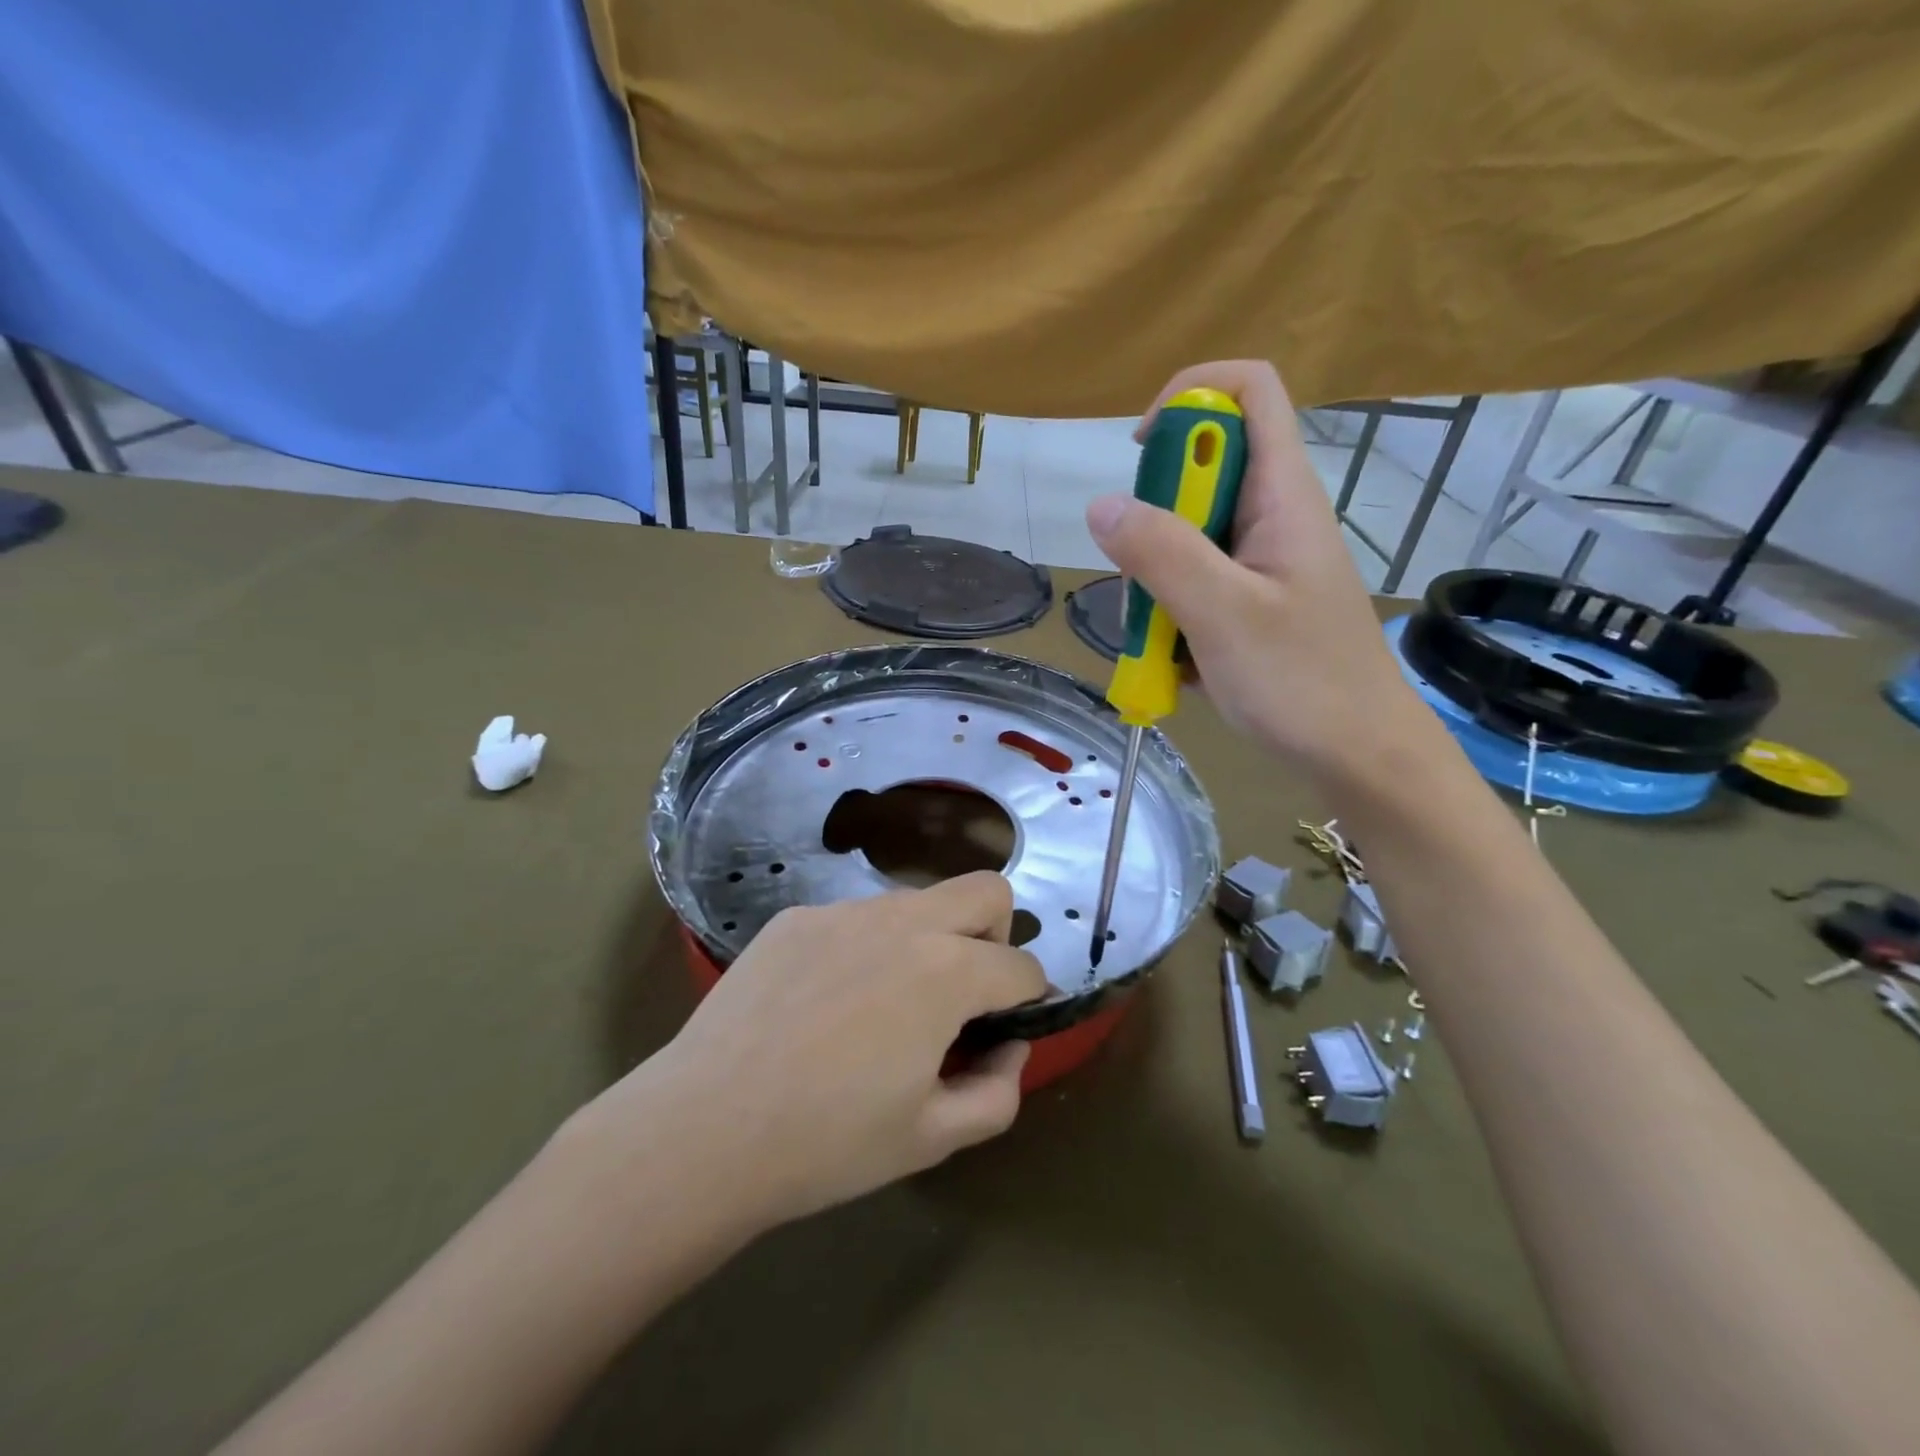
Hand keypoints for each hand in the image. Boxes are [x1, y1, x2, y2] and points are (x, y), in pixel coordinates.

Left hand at [605, 872, 1046, 1234]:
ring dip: (927, 941)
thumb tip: (1008, 1047)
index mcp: (947, 971)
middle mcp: (903, 921)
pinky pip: (854, 918)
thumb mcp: (933, 1138)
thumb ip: (998, 1091)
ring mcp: (844, 911)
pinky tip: (825, 1003)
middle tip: (963, 995)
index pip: (1022, 966)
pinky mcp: (796, 917)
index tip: (1005, 1031)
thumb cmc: (828, 1142)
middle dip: (995, 936)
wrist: (704, 1128)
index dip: (1028, 1001)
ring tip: (884, 1005)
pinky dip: (865, 948)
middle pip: (986, 891)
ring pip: (917, 902)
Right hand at [1085, 360, 1428, 783]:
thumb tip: (1102, 505)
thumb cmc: (1303, 682)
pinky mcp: (1253, 601)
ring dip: (1156, 574)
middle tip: (1143, 573)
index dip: (1190, 396)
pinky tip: (1175, 658)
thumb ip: (1161, 554)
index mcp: (1282, 494)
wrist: (1360, 756)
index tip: (1143, 454)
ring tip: (1158, 632)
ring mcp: (1263, 561)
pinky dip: (1171, 610)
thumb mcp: (1223, 615)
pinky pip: (1197, 580)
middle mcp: (1274, 515)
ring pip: (1190, 532)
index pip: (1247, 389)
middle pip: (1204, 467)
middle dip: (1156, 512)